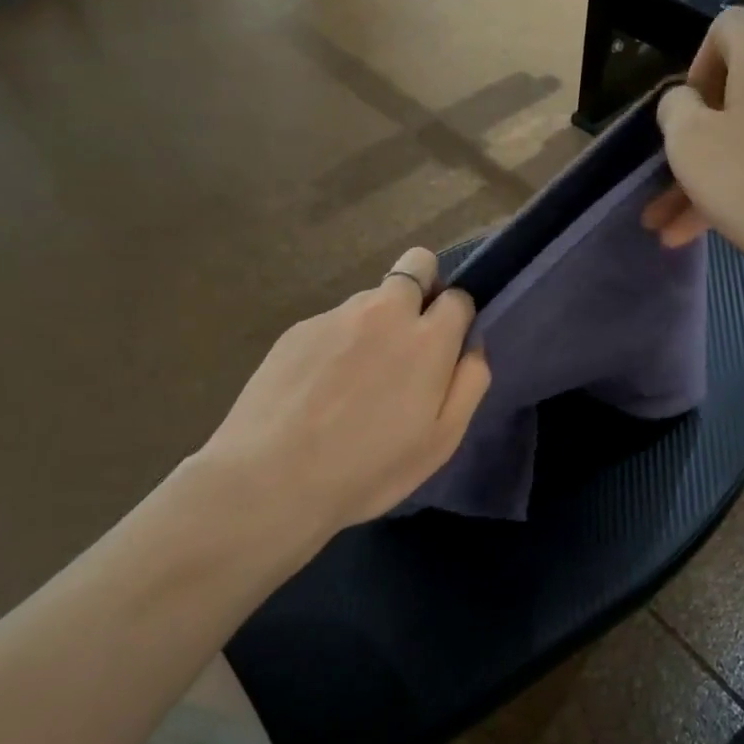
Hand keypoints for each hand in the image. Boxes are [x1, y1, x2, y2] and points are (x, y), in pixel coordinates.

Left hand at [197, 249, 490, 551]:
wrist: (271, 479)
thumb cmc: (369, 468)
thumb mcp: (441, 441)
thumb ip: (469, 383)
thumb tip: (472, 346)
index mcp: (427, 339)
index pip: (459, 296)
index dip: (457, 319)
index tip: (446, 350)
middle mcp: (384, 312)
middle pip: (417, 264)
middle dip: (423, 287)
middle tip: (409, 341)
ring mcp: (336, 316)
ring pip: (371, 298)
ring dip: (377, 321)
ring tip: (355, 379)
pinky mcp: (297, 329)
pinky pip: (333, 322)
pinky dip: (337, 343)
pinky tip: (319, 388)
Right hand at [642, 8, 743, 290]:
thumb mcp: (690, 141)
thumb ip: (674, 108)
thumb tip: (685, 102)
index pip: (726, 27)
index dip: (694, 64)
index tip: (684, 113)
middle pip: (733, 92)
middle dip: (690, 141)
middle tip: (663, 180)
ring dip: (703, 179)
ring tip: (665, 227)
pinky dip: (736, 189)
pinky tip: (696, 233)